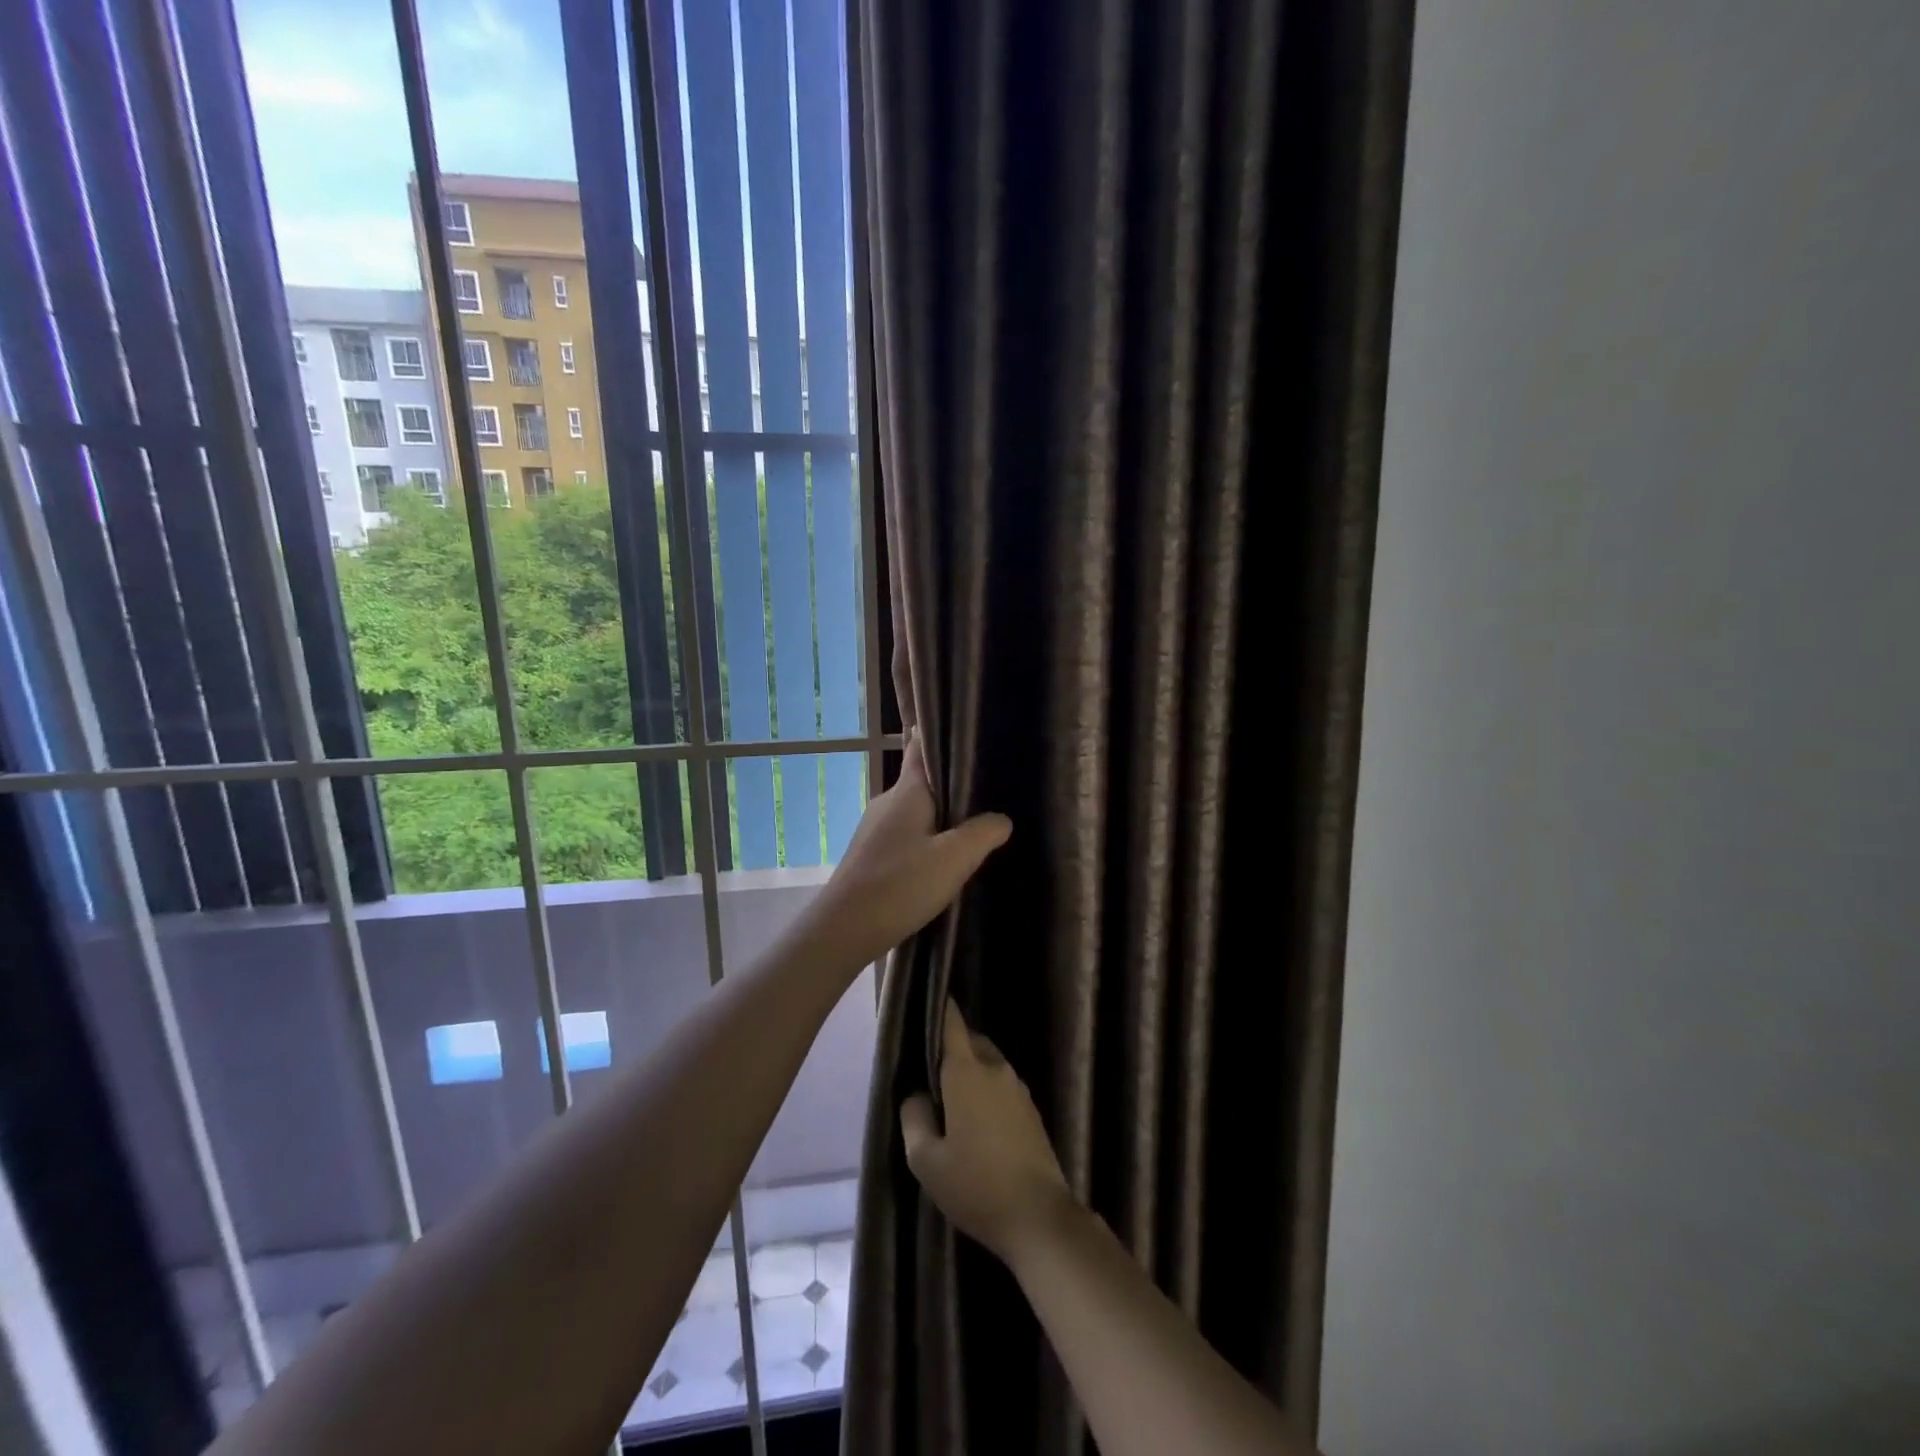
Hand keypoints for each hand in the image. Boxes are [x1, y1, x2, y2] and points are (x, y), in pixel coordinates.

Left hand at [805, 734, 1011, 968]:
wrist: (844, 929)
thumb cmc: (900, 884)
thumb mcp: (954, 859)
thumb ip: (982, 833)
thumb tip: (1002, 819)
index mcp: (906, 792)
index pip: (920, 747)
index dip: (938, 734)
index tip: (964, 728)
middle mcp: (887, 802)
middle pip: (921, 782)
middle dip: (950, 782)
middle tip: (987, 786)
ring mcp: (874, 829)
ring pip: (914, 811)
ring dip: (939, 815)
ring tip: (972, 824)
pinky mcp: (870, 855)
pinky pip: (905, 835)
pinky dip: (925, 838)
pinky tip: (943, 857)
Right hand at [901, 1000, 1074, 1267]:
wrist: (1039, 1217)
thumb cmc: (976, 1186)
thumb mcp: (926, 1160)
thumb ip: (914, 1118)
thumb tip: (917, 1095)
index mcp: (967, 1071)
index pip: (952, 1022)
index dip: (939, 1007)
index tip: (926, 1001)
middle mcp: (995, 1068)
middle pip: (970, 1040)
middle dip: (950, 1047)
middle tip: (929, 1074)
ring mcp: (1018, 1088)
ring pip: (988, 1063)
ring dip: (969, 1071)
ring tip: (950, 1102)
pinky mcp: (1031, 1110)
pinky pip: (1001, 1085)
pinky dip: (985, 1090)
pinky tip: (976, 1122)